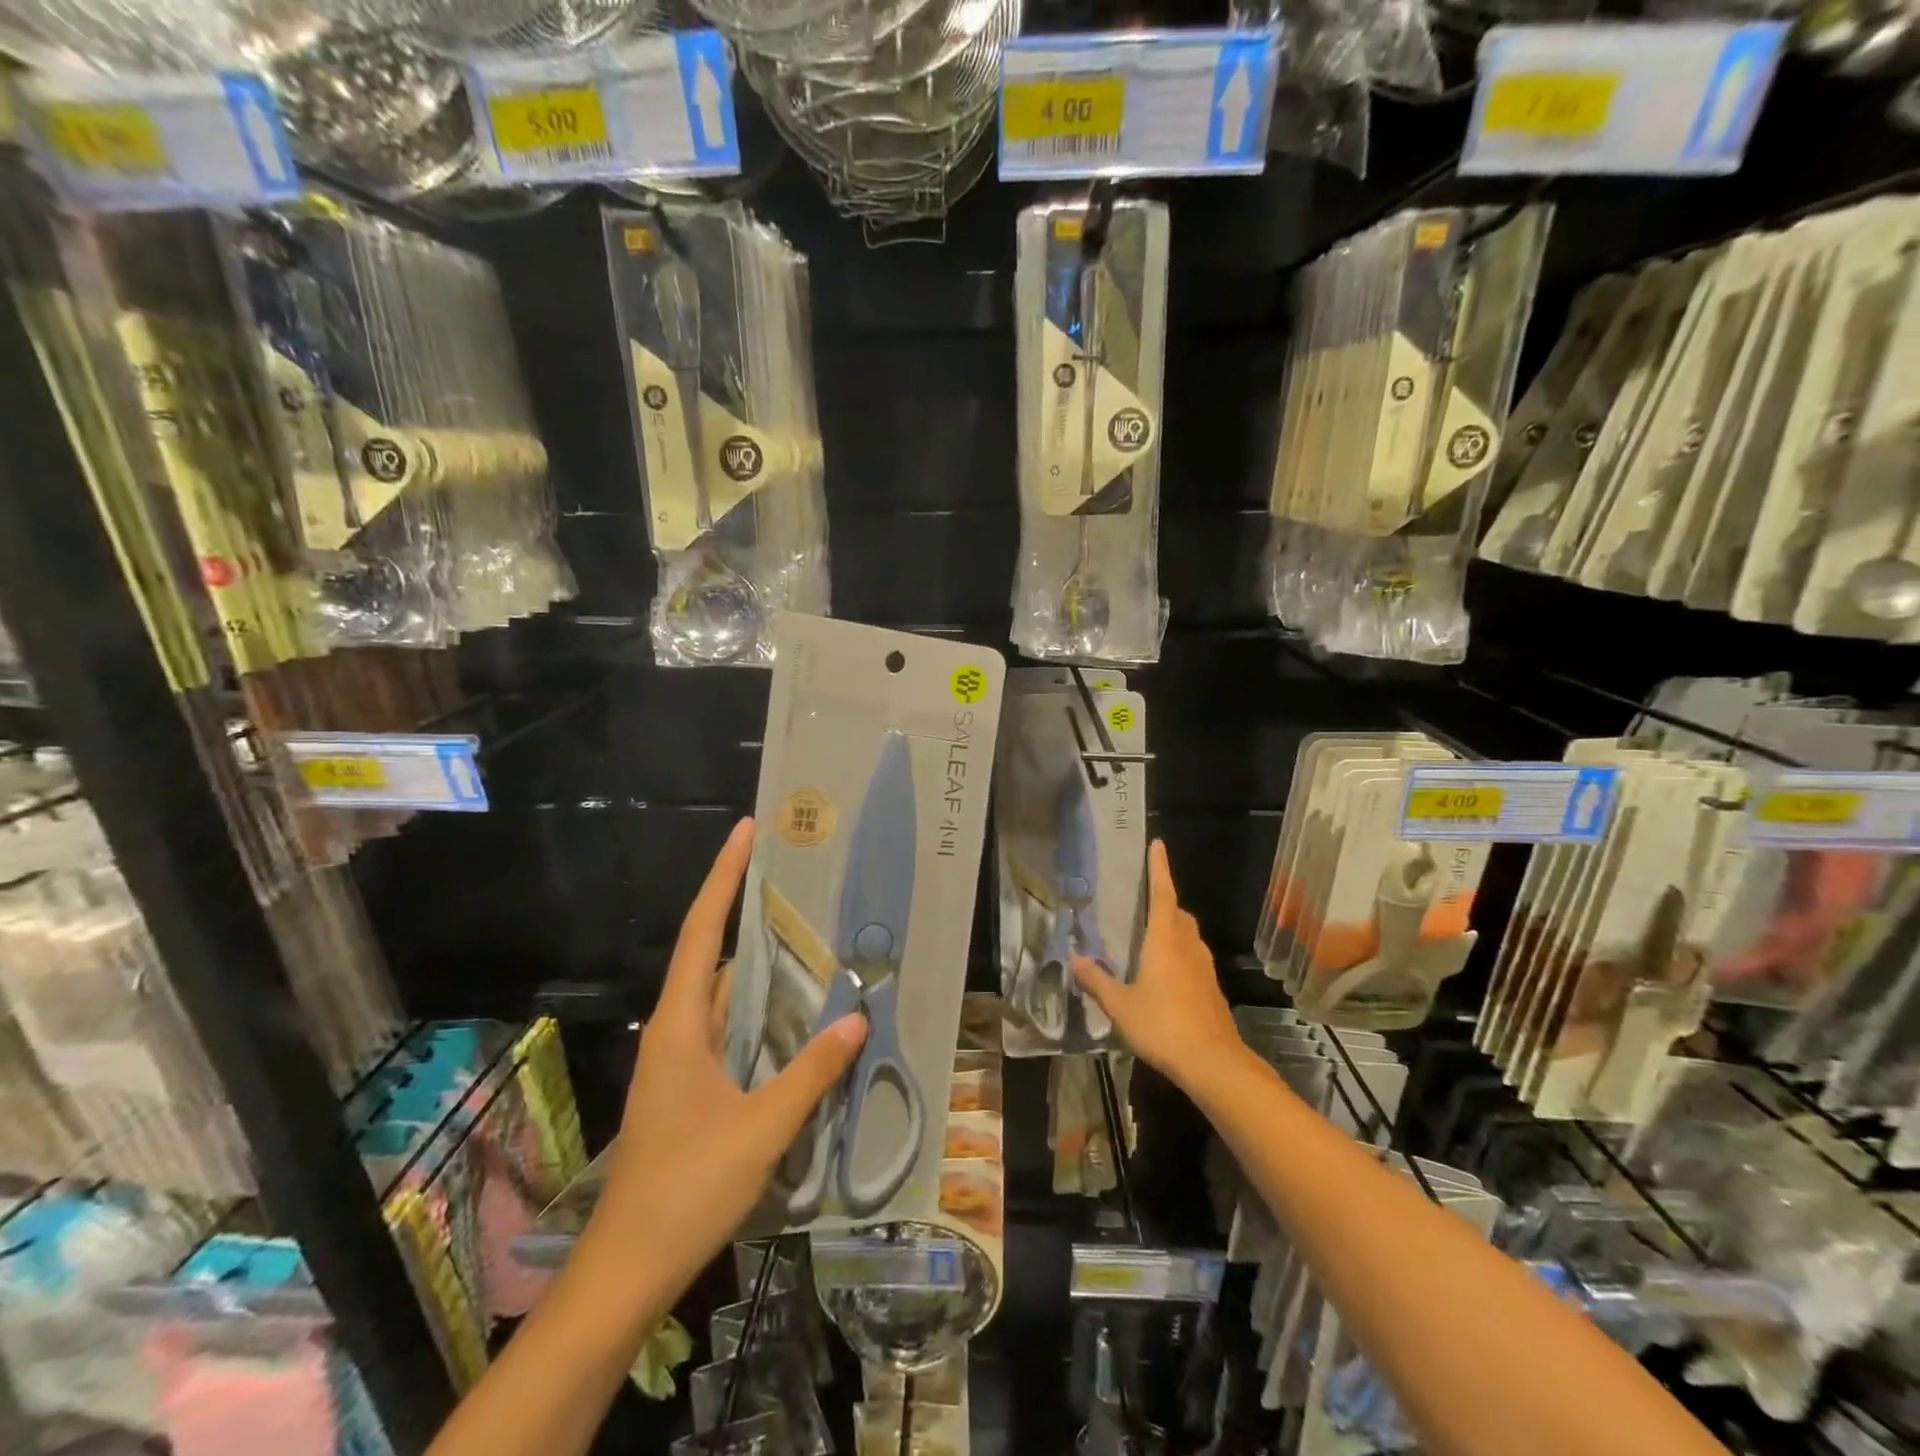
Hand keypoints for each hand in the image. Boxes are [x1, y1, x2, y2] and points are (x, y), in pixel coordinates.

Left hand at [595, 818, 866, 1290]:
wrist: (628, 1269)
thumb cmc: (686, 1189)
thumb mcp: (760, 1128)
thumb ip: (810, 1072)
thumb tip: (857, 1019)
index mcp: (680, 1024)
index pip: (702, 931)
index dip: (724, 877)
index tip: (747, 832)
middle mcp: (677, 1029)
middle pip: (712, 952)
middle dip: (748, 911)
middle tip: (797, 879)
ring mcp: (682, 1060)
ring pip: (724, 994)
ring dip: (760, 965)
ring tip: (809, 935)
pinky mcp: (692, 1086)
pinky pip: (730, 1028)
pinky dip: (761, 1010)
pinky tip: (797, 1014)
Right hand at [1071, 840, 1241, 1091]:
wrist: (1213, 1063)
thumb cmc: (1163, 1026)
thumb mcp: (1120, 1006)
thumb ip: (1096, 981)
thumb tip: (1074, 958)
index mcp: (1164, 941)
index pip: (1162, 894)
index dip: (1159, 868)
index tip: (1157, 844)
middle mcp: (1187, 947)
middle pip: (1178, 913)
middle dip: (1163, 901)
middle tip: (1143, 901)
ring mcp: (1204, 968)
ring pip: (1188, 935)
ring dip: (1172, 928)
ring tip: (1150, 937)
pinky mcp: (1211, 989)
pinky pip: (1193, 958)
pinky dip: (1179, 953)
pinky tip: (1164, 975)